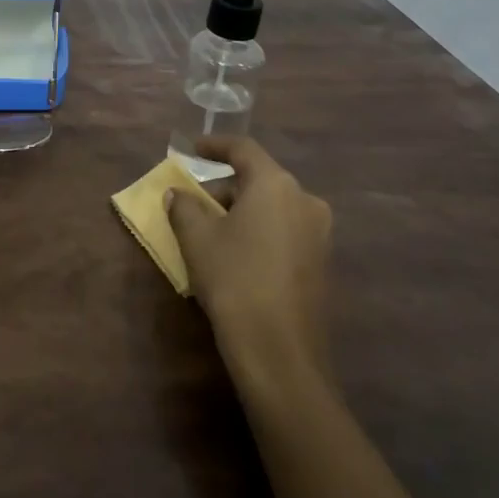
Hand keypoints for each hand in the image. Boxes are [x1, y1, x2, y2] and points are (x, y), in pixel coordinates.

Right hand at [166, 136, 332, 382]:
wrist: (280, 353)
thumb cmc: (234, 280)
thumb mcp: (197, 239)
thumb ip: (184, 206)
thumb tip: (177, 194)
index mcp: (276, 185)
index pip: (243, 149)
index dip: (215, 145)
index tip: (193, 149)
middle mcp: (304, 200)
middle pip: (258, 180)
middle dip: (223, 188)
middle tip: (192, 204)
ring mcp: (318, 234)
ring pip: (271, 207)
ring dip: (240, 211)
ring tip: (208, 232)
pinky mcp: (321, 263)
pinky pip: (283, 231)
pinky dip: (257, 232)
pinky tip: (234, 255)